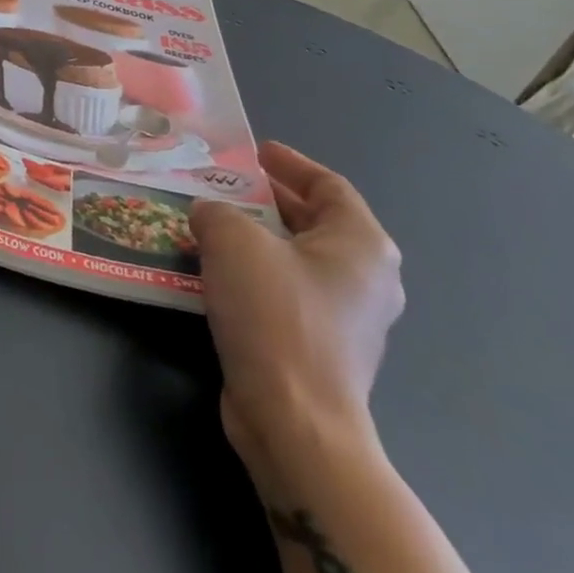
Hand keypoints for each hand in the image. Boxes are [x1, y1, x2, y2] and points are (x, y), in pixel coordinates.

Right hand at [186, 143, 403, 477]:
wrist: (294, 420)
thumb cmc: (274, 315)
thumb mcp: (233, 241)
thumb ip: (216, 212)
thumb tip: (209, 214)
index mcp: (361, 245)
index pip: (328, 185)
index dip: (290, 163)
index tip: (254, 152)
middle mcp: (365, 278)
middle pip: (313, 222)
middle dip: (266, 201)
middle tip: (222, 185)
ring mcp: (347, 319)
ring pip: (295, 260)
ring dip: (255, 239)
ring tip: (209, 225)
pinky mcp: (321, 349)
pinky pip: (285, 293)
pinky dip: (254, 275)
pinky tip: (213, 274)